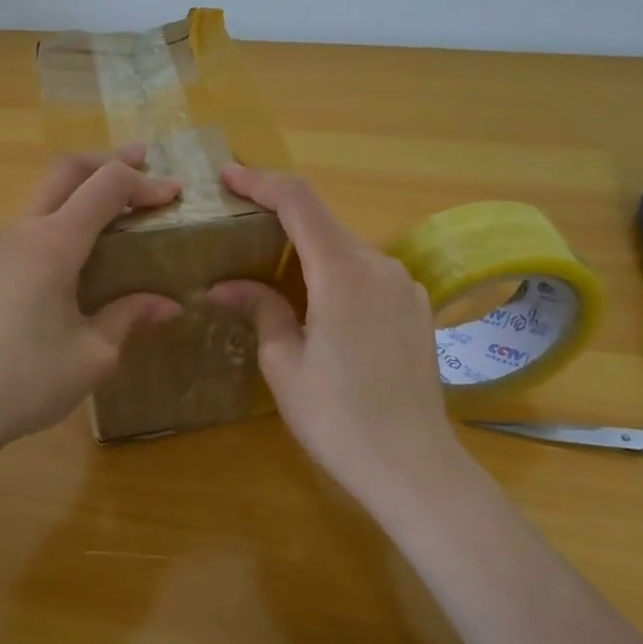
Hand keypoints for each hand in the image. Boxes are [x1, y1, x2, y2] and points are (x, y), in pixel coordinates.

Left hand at [0, 147, 182, 461]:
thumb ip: (129, 317)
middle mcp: (19, 232)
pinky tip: (65, 265)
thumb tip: (168, 305)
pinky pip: (22, 233)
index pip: (106, 186)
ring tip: (110, 218)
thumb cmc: (26, 381)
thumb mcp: (92, 355)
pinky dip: (54, 227)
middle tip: (142, 160)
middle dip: (107, 160)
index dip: (145, 182)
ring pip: (40, 201)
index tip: (175, 193)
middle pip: (65, 171)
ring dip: (78, 195)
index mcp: (52, 244)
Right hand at [210, 165, 465, 510]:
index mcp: (343, 271)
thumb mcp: (284, 363)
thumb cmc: (338, 417)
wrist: (414, 467)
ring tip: (271, 276)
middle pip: (323, 223)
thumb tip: (225, 286)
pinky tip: (317, 308)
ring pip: (345, 250)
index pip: (298, 201)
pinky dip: (334, 275)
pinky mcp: (417, 309)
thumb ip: (260, 309)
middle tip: (239, 231)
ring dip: (307, 252)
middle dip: (279, 219)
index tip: (227, 177)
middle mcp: (380, 265)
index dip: (260, 181)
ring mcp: (405, 286)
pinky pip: (367, 275)